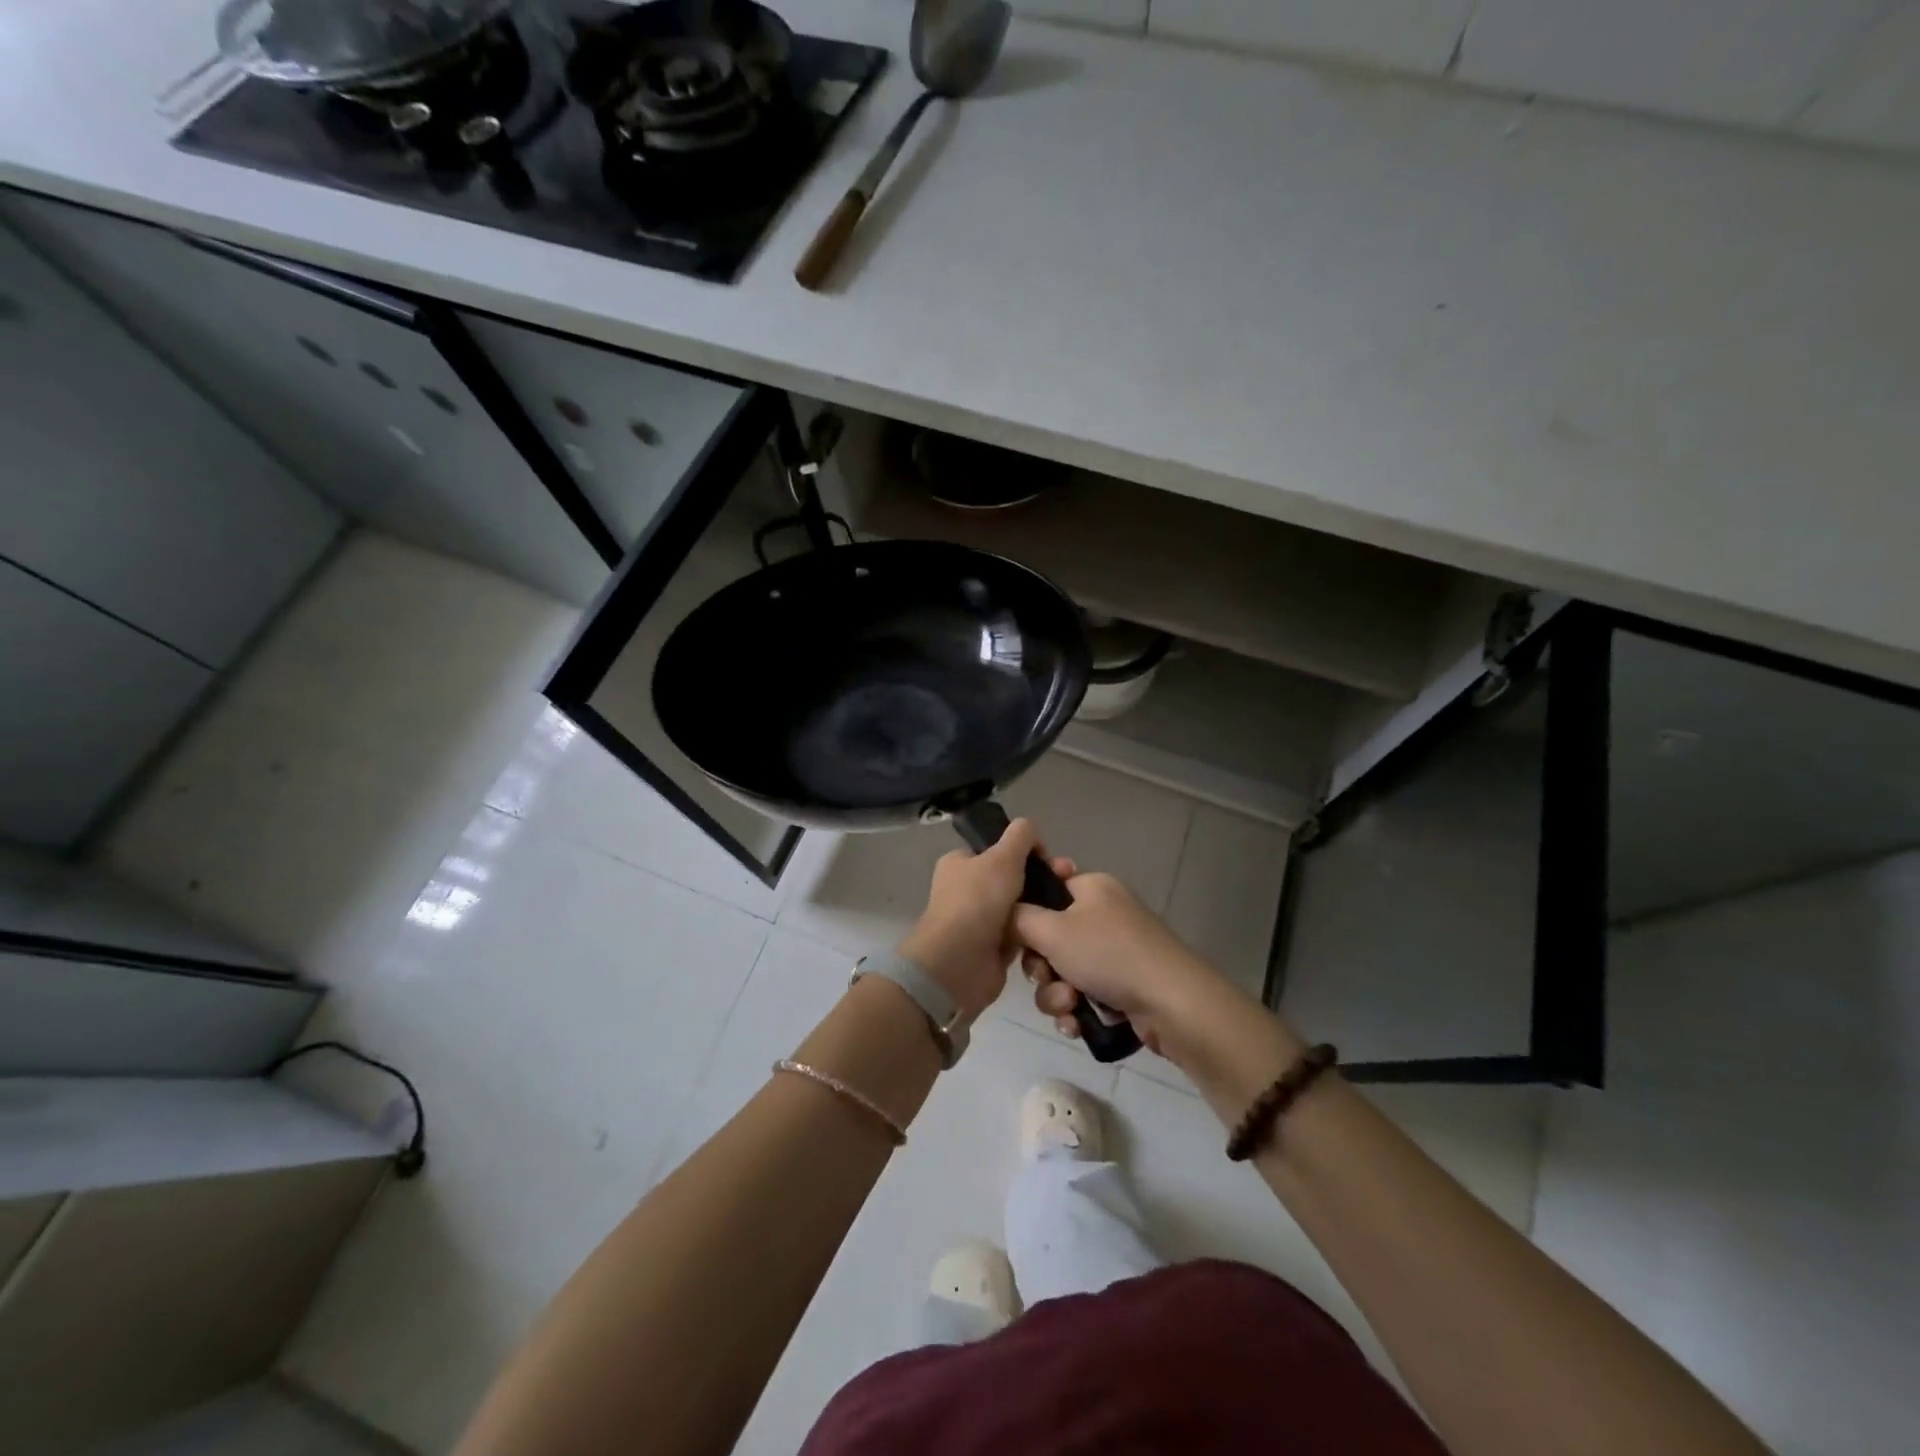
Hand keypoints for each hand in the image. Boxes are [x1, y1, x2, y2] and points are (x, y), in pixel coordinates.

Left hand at [898, 818, 1069, 1021]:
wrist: (961, 963)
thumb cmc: (978, 901)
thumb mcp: (1002, 857)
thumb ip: (1020, 836)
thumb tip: (1029, 828)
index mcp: (960, 863)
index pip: (996, 849)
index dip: (1023, 850)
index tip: (1048, 858)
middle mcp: (966, 890)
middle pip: (1012, 877)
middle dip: (1039, 878)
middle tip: (1066, 880)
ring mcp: (980, 920)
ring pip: (1020, 906)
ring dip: (1040, 906)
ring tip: (1067, 905)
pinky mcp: (993, 948)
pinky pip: (1022, 934)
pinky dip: (1036, 932)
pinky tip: (1056, 928)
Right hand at [1012, 872, 1226, 1059]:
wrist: (1171, 1003)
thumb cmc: (1108, 954)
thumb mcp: (1051, 930)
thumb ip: (1018, 918)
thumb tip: (1005, 912)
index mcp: (1091, 888)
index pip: (1048, 885)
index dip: (1028, 910)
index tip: (1018, 931)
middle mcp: (1103, 914)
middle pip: (1048, 936)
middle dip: (1041, 966)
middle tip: (1046, 976)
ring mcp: (1114, 952)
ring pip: (1062, 971)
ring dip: (1056, 994)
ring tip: (1069, 1007)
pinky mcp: (1122, 987)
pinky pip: (1082, 995)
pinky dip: (1075, 1010)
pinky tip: (1076, 1025)